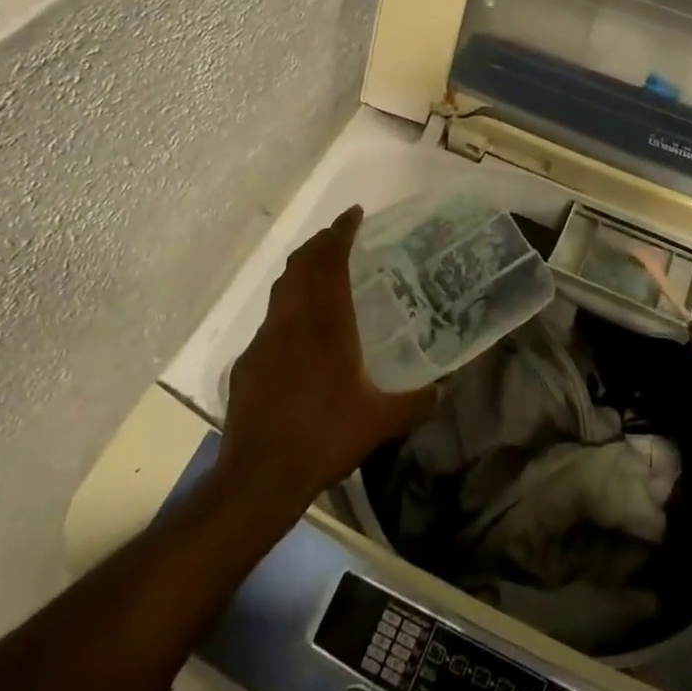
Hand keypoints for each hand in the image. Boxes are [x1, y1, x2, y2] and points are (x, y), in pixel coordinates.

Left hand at [216, 206, 438, 518]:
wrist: (259, 476)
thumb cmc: (324, 439)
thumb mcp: (380, 423)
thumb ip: (416, 403)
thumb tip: (443, 392)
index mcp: (327, 326)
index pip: (330, 263)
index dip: (341, 233)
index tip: (354, 214)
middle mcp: (292, 322)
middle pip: (301, 266)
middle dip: (319, 243)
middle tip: (339, 235)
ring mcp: (265, 341)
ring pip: (282, 289)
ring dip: (301, 270)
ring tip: (320, 270)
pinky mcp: (248, 363)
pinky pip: (271, 320)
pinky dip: (287, 307)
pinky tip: (298, 329)